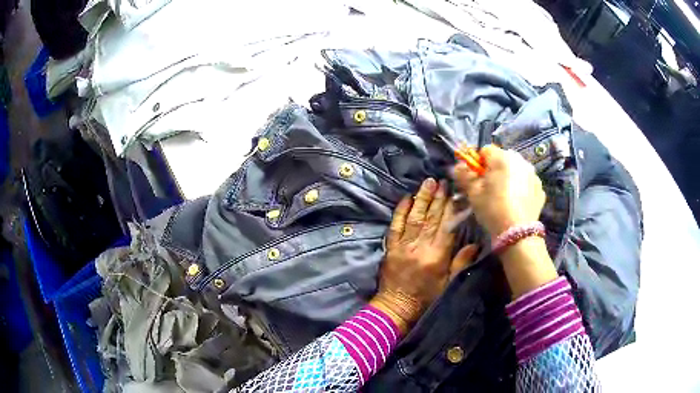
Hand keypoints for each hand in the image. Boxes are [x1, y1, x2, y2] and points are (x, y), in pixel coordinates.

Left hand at [370, 178, 477, 333]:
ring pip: (414, 217)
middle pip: (431, 218)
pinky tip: (406, 198)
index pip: (447, 227)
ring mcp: (403, 245)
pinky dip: (400, 211)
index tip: (457, 194)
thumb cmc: (425, 298)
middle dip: (438, 198)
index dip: (453, 209)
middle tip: (443, 182)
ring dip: (422, 198)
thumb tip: (475, 244)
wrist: (396, 307)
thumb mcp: (447, 284)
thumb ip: (460, 263)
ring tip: (428, 183)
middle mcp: (420, 246)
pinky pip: (395, 225)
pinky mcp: (390, 247)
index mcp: (437, 256)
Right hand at [452, 145, 545, 235]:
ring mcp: (533, 174)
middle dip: (495, 170)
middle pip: (502, 159)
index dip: (478, 163)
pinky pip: (526, 182)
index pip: (485, 150)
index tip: (477, 179)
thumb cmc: (492, 209)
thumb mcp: (473, 193)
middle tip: (490, 189)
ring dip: (509, 177)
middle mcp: (520, 160)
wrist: (517, 232)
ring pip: (516, 170)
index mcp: (502, 158)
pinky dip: (521, 188)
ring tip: (504, 197)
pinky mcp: (540, 188)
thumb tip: (459, 165)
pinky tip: (516, 203)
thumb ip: (464, 175)